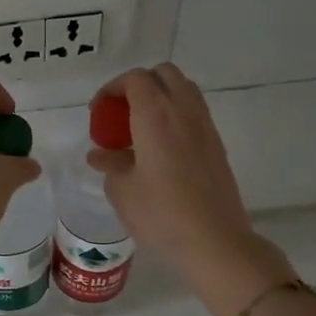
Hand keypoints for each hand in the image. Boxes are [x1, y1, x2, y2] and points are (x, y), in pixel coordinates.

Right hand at [88, 64, 291, 301]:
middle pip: (163, 74)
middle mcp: (184, 111)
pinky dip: (174, 116)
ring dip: (160, 98)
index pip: (135, 79)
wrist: (214, 241)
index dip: (113, 88)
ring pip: (183, 90)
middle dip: (138, 85)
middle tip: (121, 113)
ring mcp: (205, 127)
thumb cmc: (161, 214)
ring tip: (139, 129)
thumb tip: (101, 155)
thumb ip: (110, 164)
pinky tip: (160, 148)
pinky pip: (193, 113)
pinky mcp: (216, 145)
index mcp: (156, 115)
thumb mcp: (123, 191)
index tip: (99, 111)